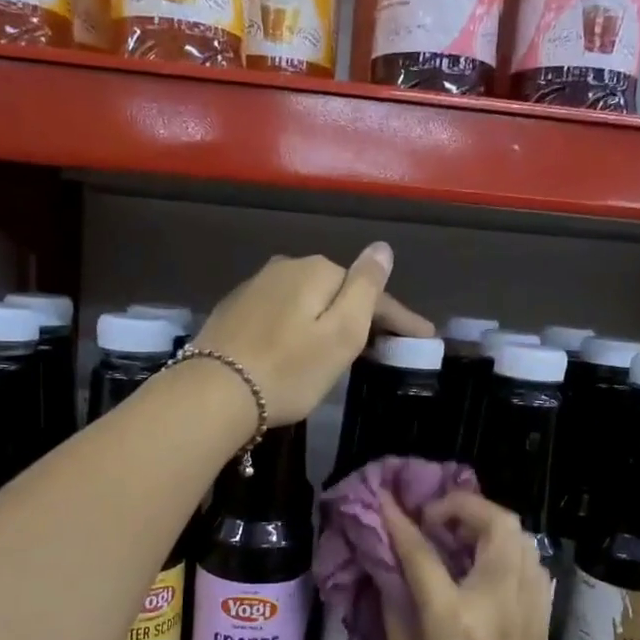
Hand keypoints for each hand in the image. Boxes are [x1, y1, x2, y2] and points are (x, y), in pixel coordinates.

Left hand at [192, 246, 431, 425]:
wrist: (215, 392)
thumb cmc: (290, 369)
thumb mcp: (341, 333)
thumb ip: (366, 287)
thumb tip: (381, 247)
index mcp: (317, 270)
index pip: (370, 291)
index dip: (399, 317)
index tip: (424, 339)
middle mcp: (285, 267)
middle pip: (337, 292)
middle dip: (363, 315)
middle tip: (386, 347)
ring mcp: (255, 286)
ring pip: (307, 301)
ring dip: (328, 319)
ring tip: (344, 349)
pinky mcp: (234, 310)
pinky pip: (281, 312)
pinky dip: (298, 326)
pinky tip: (298, 346)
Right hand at [381, 491, 566, 639]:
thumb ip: (397, 611)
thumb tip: (391, 568)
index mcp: (454, 620)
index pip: (423, 552)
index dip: (400, 521)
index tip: (384, 499)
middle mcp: (498, 604)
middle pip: (495, 525)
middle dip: (462, 506)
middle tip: (433, 518)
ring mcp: (528, 611)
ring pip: (522, 539)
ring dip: (489, 524)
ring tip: (458, 536)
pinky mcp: (542, 622)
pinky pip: (533, 566)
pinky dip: (510, 550)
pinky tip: (486, 566)